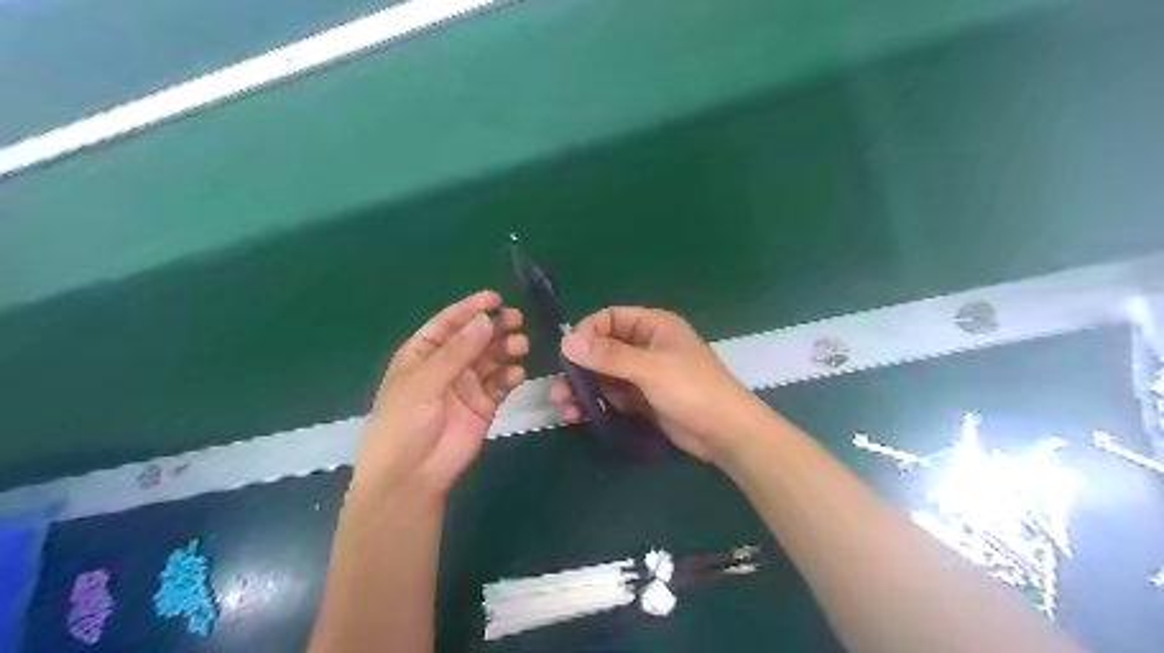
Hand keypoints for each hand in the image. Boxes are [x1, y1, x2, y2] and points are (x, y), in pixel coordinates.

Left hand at [348, 290, 524, 500]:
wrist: (411, 476)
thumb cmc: (404, 424)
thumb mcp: (424, 383)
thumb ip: (457, 352)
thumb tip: (486, 319)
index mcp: (422, 354)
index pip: (448, 323)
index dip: (470, 308)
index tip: (495, 298)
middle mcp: (446, 365)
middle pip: (474, 338)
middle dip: (494, 326)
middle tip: (516, 319)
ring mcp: (466, 385)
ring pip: (491, 358)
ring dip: (506, 348)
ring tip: (520, 345)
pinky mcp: (484, 405)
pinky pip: (501, 383)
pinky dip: (511, 375)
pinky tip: (517, 373)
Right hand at [548, 307, 769, 463]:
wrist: (726, 433)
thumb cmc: (692, 389)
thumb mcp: (650, 368)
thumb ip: (608, 355)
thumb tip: (567, 341)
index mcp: (653, 326)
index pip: (609, 318)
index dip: (586, 332)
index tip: (567, 353)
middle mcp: (646, 346)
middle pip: (603, 348)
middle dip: (579, 366)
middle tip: (556, 386)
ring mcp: (644, 374)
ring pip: (605, 375)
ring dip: (582, 387)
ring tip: (560, 404)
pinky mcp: (643, 399)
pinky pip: (612, 395)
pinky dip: (595, 403)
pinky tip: (575, 415)